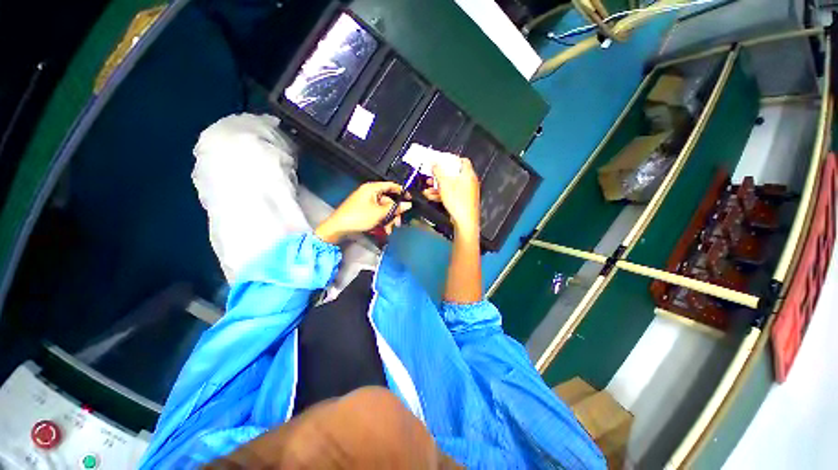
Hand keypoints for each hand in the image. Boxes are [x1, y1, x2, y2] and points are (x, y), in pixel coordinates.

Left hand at [315, 182, 411, 243]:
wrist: (338, 228)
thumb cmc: (358, 217)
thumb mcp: (380, 213)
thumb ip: (395, 208)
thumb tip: (408, 205)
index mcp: (372, 189)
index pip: (391, 185)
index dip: (401, 191)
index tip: (410, 198)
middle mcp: (369, 193)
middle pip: (388, 200)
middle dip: (394, 213)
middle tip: (398, 223)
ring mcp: (366, 202)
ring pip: (383, 209)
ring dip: (388, 220)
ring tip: (389, 230)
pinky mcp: (363, 210)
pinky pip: (376, 214)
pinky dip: (381, 221)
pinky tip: (383, 230)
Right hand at [423, 158, 480, 236]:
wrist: (465, 221)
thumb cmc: (459, 203)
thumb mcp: (445, 184)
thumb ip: (438, 172)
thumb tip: (435, 164)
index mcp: (468, 175)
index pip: (462, 161)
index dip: (451, 159)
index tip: (441, 161)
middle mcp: (469, 182)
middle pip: (453, 174)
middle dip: (440, 175)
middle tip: (431, 175)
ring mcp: (466, 192)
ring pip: (450, 185)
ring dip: (438, 186)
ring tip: (428, 188)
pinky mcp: (462, 201)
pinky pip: (451, 194)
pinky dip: (442, 193)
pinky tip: (432, 196)